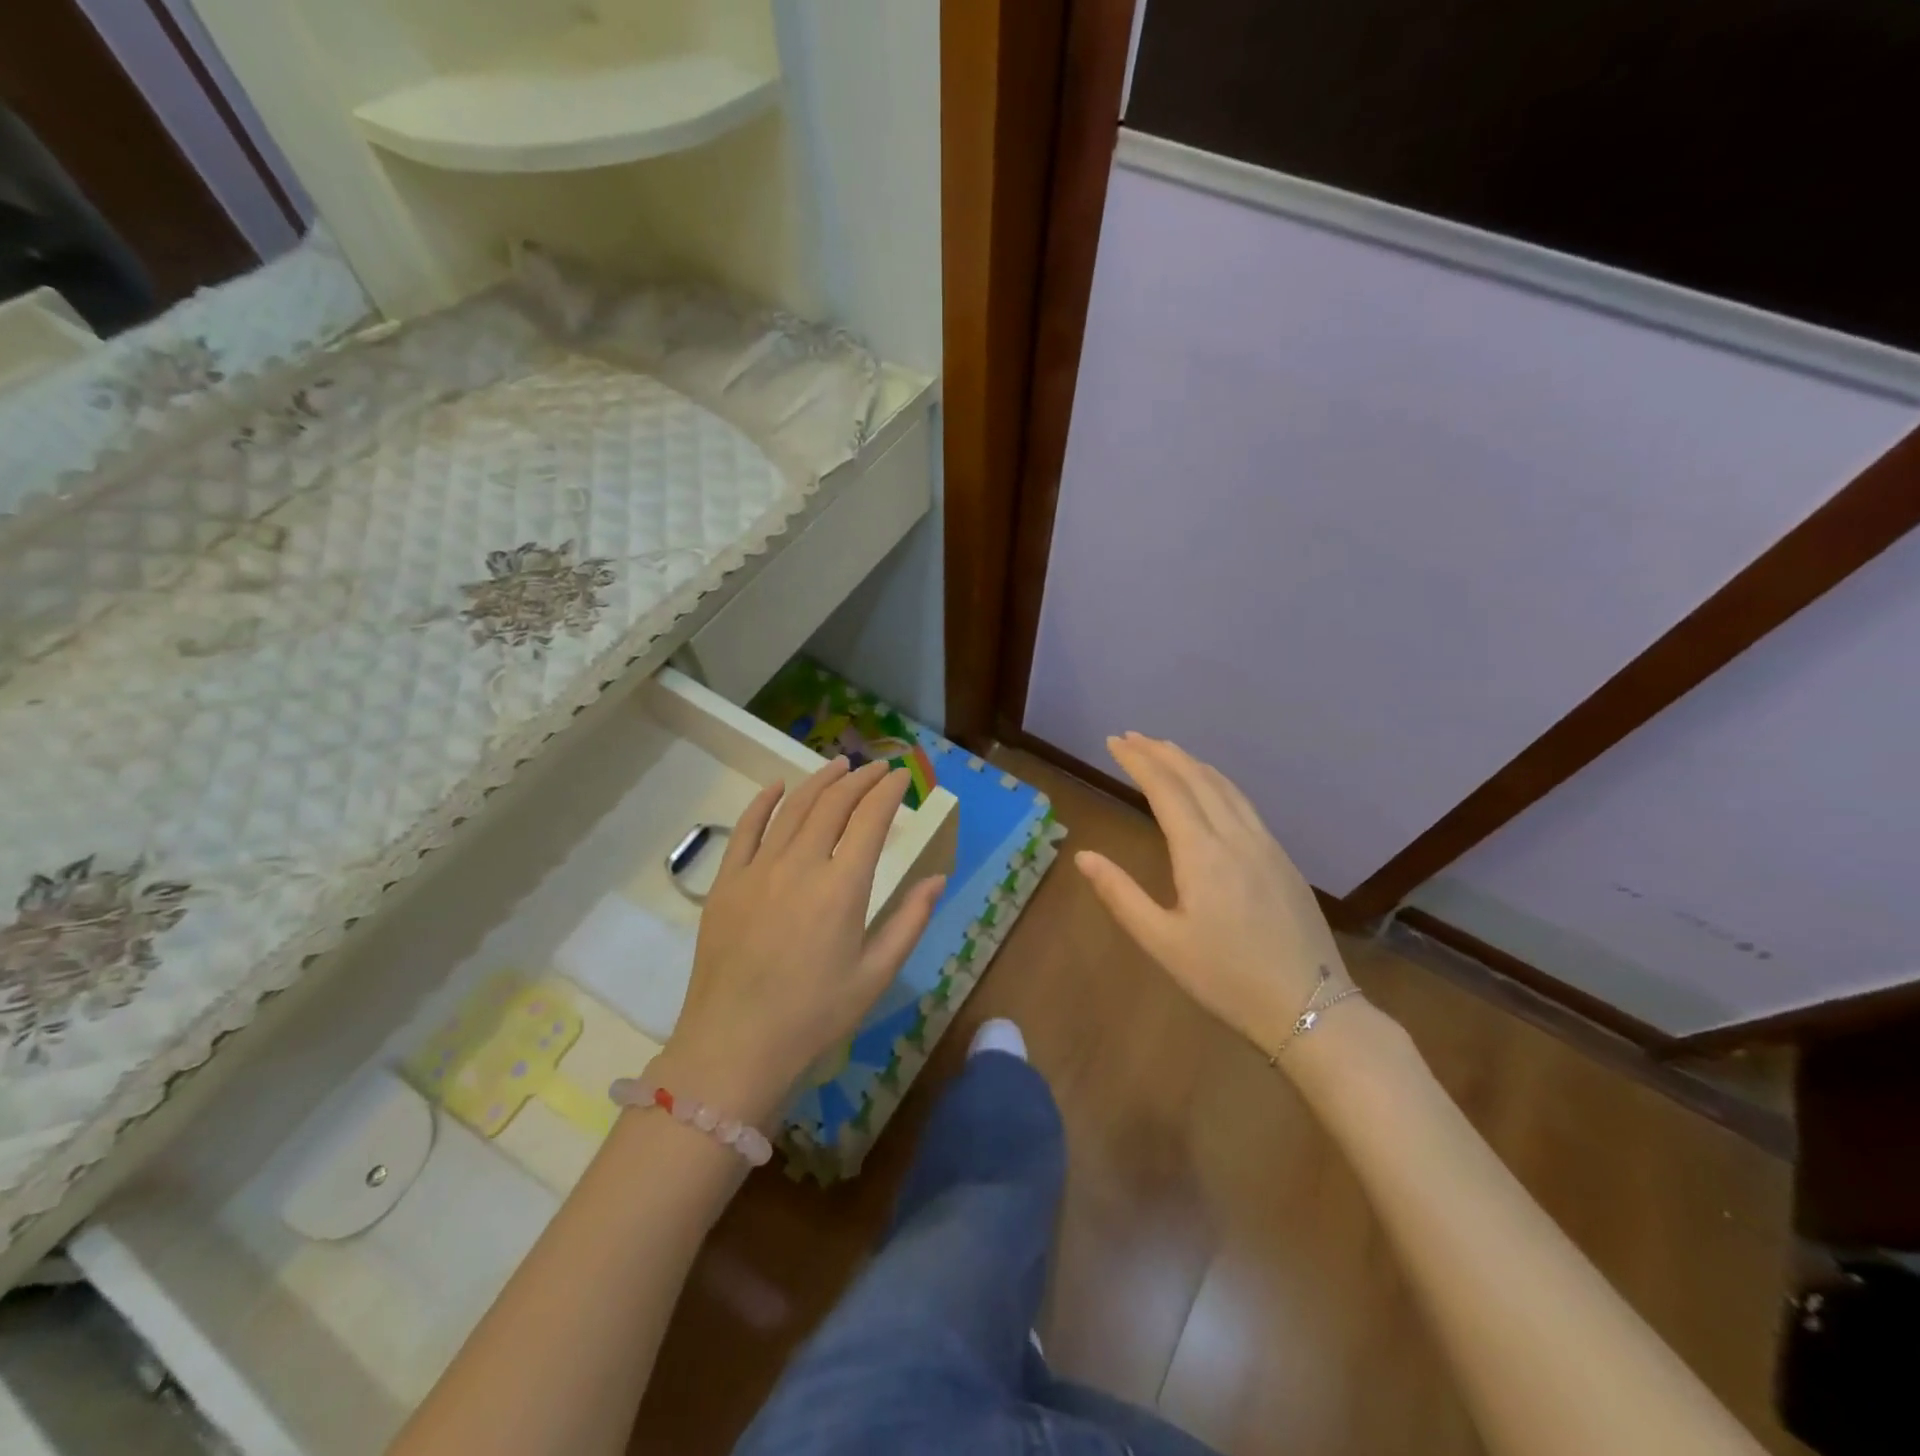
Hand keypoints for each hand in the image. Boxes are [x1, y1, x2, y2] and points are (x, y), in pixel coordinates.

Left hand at [661, 758, 944, 1122]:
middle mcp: (800, 865)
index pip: (871, 820)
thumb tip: (936, 878)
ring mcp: (758, 870)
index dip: (889, 792)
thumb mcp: (875, 975)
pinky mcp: (726, 882)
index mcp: (842, 888)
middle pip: (833, 804)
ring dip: (819, 781)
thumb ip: (910, 921)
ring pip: (793, 808)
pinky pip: (746, 828)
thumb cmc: (814, 1015)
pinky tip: (778, 786)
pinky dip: (764, 801)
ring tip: (840, 765)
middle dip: (860, 779)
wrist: (734, 1045)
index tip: (902, 777)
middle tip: (877, 768)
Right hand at [1075, 733, 1349, 1062]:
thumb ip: (1121, 895)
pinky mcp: (1283, 859)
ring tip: (1166, 750)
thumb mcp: (1163, 943)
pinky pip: (1244, 803)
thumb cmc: (1227, 979)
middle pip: (1196, 778)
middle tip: (1132, 737)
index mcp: (1202, 853)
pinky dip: (1217, 782)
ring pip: (1225, 786)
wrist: (1312, 1008)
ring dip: (1191, 762)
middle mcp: (1236, 836)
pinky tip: (1212, 788)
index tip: (1114, 742)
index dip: (1138, 761)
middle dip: (1161, 753)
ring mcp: (1266, 845)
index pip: (1165, 789)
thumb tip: (1083, 855)